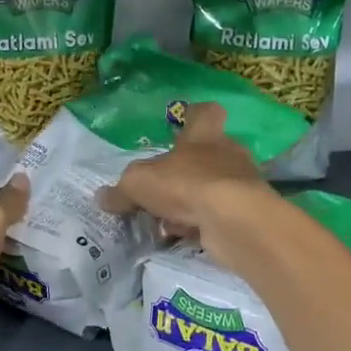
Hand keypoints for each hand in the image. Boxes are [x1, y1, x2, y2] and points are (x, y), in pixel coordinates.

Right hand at [100, 103, 278, 256]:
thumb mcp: (139, 183)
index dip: (194, 116)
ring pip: (211, 188)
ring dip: (191, 203)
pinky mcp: (248, 213)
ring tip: (167, 222)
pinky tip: (184, 238)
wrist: (234, 220)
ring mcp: (241, 184)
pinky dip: (202, 225)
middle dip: (185, 174)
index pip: (205, 113)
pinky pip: (218, 215)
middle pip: (207, 156)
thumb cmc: (186, 184)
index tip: (183, 123)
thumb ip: (121, 191)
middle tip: (161, 191)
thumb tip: (103, 197)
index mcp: (204, 135)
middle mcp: (227, 153)